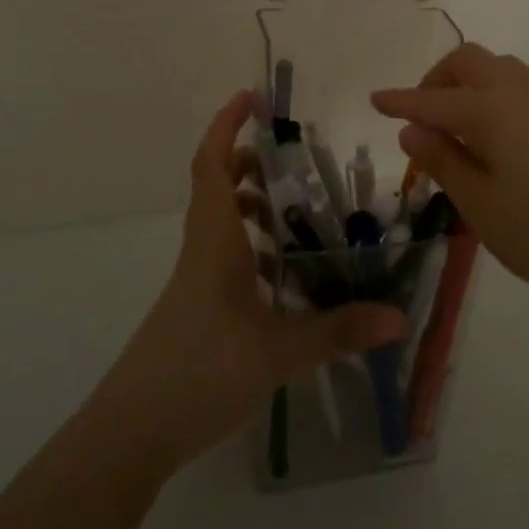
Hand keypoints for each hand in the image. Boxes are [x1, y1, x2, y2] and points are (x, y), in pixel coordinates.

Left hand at [92, 90, 405, 473]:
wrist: (132, 432)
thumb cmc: (198, 371)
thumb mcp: (276, 352)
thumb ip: (337, 331)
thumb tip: (396, 316)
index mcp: (214, 241)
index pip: (212, 165)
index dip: (226, 126)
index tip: (250, 96)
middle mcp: (202, 249)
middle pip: (216, 185)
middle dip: (247, 160)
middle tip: (290, 156)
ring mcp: (195, 279)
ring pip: (219, 221)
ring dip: (250, 202)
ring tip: (295, 208)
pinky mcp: (196, 306)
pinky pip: (224, 254)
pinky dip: (250, 244)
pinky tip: (280, 271)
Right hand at [372, 45, 528, 303]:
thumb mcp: (483, 207)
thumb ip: (445, 162)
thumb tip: (412, 129)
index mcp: (489, 110)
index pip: (431, 100)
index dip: (400, 101)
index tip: (374, 99)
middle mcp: (518, 93)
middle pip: (468, 62)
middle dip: (436, 80)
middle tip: (422, 119)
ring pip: (498, 70)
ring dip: (468, 85)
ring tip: (457, 130)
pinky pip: (519, 89)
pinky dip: (493, 98)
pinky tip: (497, 141)